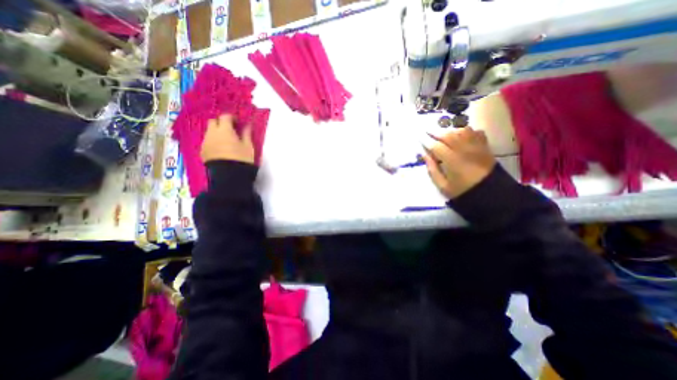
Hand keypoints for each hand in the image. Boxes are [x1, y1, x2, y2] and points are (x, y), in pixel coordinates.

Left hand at [201, 114, 255, 164]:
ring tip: (226, 141)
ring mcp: (205, 143)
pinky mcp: (202, 152)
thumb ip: (247, 134)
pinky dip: (213, 142)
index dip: (232, 117)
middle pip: (213, 121)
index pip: (225, 117)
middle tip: (231, 129)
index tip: (238, 122)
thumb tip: (247, 125)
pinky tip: (220, 149)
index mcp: (224, 130)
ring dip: (216, 133)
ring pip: (209, 132)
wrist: (229, 176)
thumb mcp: (248, 146)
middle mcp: (212, 133)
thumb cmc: (242, 159)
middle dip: (221, 123)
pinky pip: (207, 142)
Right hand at [421, 126, 495, 197]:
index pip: (437, 146)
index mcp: (453, 161)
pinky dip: (467, 131)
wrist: (489, 193)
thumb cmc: (462, 190)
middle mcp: (465, 150)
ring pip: (462, 131)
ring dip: (450, 131)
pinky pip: (476, 132)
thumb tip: (425, 155)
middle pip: (449, 135)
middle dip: (436, 132)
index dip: (427, 141)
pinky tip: (461, 135)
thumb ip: (432, 169)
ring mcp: (477, 147)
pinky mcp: (485, 147)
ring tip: (443, 133)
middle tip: (427, 130)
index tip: (419, 137)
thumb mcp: (442, 186)